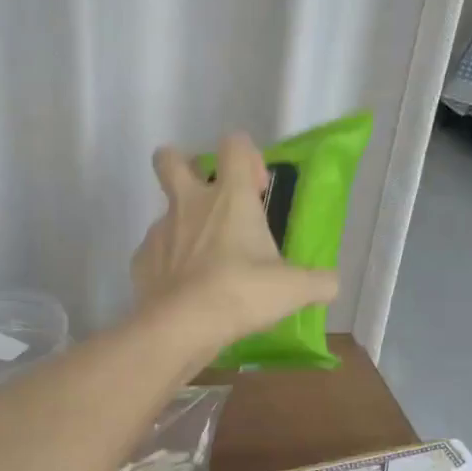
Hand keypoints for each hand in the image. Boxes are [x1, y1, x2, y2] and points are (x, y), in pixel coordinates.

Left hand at [131, 132, 337, 351]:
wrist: (182, 326)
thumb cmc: (241, 293)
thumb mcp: (294, 289)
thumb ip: (319, 282)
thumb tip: (331, 283)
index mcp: (229, 197)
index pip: (234, 144)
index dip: (247, 155)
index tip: (257, 188)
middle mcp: (189, 204)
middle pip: (170, 159)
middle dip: (183, 166)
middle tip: (206, 196)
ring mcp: (159, 231)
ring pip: (164, 212)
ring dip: (180, 226)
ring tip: (202, 263)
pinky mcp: (140, 261)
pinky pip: (153, 253)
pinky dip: (166, 265)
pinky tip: (181, 289)